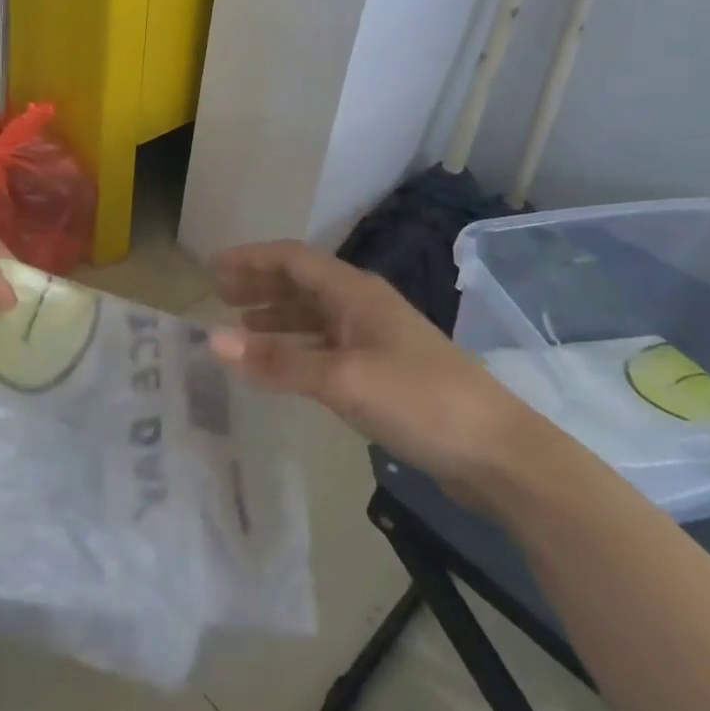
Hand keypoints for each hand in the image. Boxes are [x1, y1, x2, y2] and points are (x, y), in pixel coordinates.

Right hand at [210, 241, 555, 506]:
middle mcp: (363, 305)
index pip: (293, 259)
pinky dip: (298, 346)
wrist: (497, 451)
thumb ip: (278, 360)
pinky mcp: (384, 369)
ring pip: (315, 314)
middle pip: (303, 282)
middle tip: (219, 295)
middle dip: (260, 284)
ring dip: (277, 314)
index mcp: (355, 292)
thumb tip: (213, 339)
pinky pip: (327, 344)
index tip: (212, 267)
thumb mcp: (341, 380)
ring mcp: (376, 337)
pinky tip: (283, 363)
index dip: (251, 259)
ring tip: (240, 326)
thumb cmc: (418, 401)